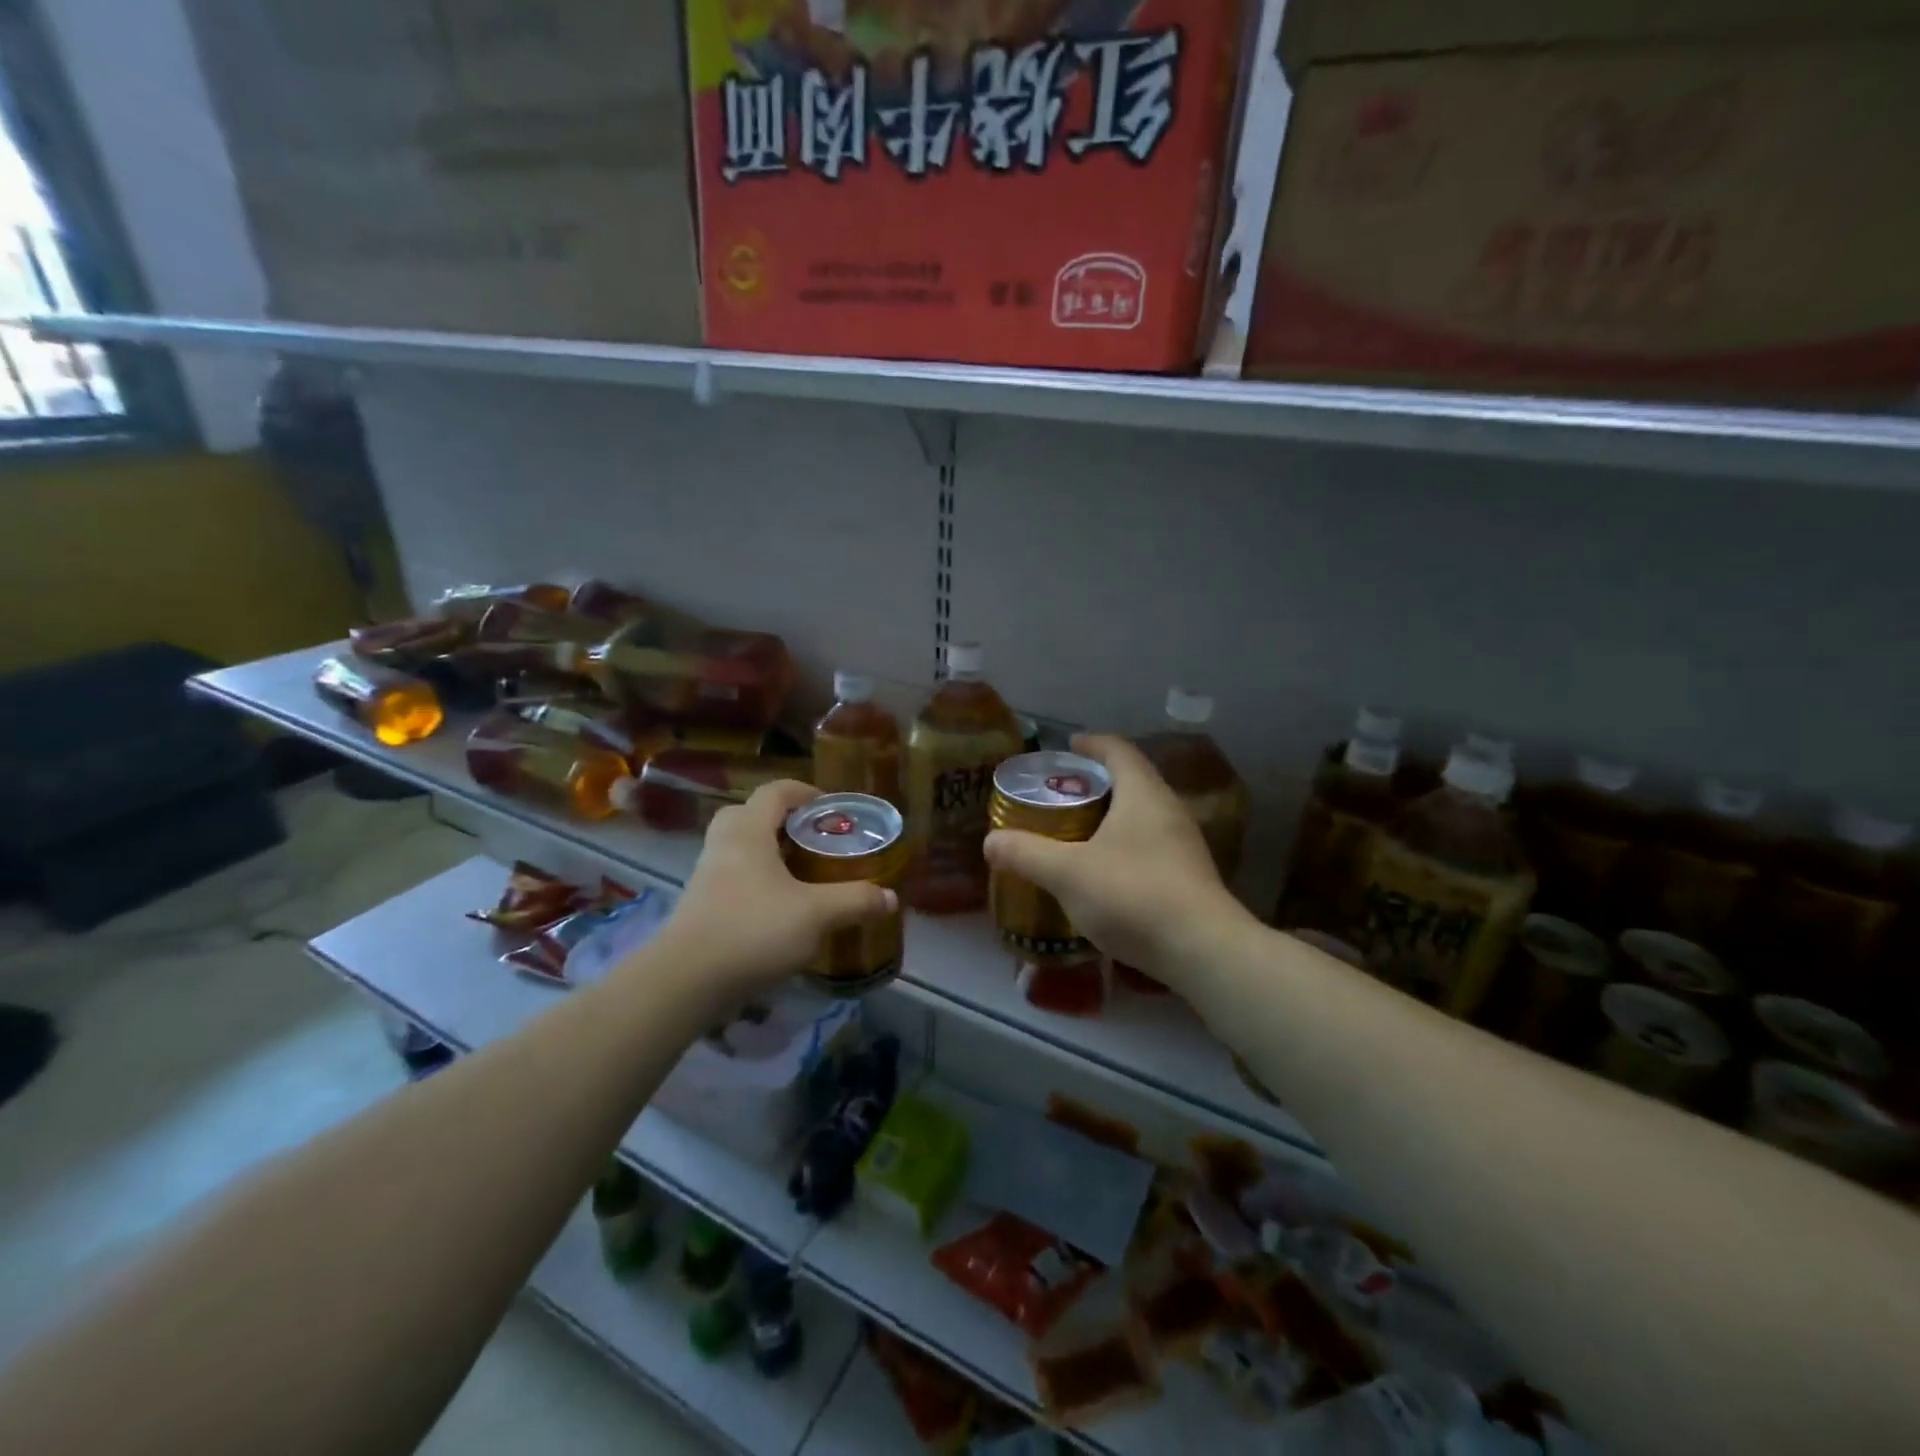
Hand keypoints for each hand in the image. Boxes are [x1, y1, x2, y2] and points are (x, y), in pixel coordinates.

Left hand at [646, 781, 896, 1002]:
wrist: (685, 982)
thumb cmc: (753, 930)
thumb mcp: (816, 914)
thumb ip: (855, 901)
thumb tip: (891, 897)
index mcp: (749, 832)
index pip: (775, 792)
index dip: (805, 792)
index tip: (831, 807)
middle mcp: (724, 846)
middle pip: (750, 815)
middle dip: (782, 822)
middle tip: (812, 840)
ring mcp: (707, 877)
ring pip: (739, 849)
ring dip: (768, 854)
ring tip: (802, 876)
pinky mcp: (701, 907)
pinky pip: (733, 879)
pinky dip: (757, 883)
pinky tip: (780, 910)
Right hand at [983, 735, 1252, 988]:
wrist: (1201, 951)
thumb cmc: (1132, 895)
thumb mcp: (1067, 873)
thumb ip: (1027, 853)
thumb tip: (991, 841)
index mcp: (1143, 794)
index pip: (1118, 751)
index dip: (1092, 744)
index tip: (1068, 746)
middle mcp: (1169, 810)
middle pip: (1132, 781)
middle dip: (1097, 783)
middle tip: (1062, 793)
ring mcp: (1184, 845)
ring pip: (1142, 816)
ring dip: (1110, 817)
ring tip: (1077, 832)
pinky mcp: (1188, 877)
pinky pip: (1149, 846)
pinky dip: (1123, 846)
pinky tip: (1103, 872)